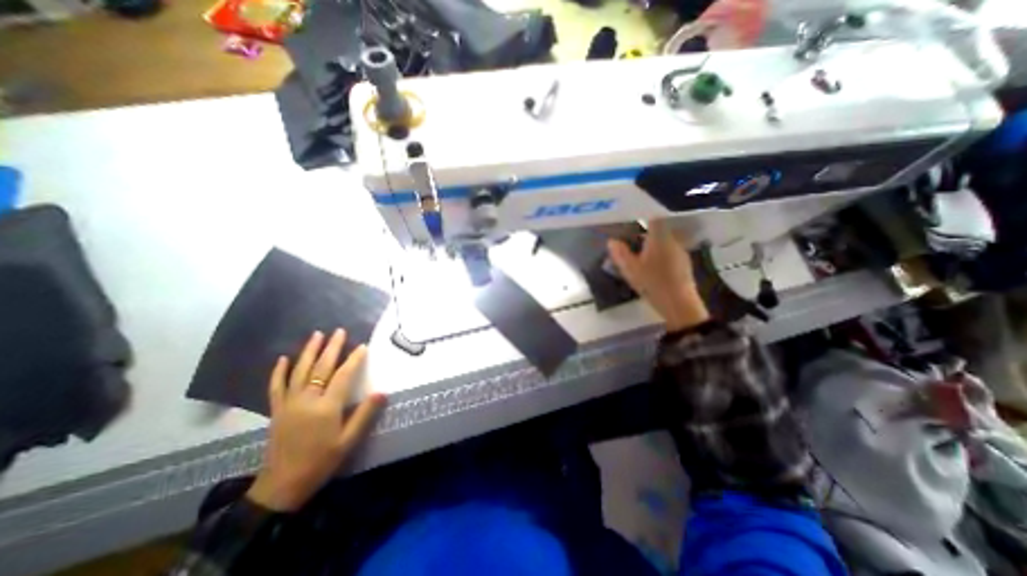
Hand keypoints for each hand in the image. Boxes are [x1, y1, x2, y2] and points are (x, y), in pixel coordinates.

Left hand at [246, 330, 385, 510]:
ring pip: (299, 371)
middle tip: (339, 331)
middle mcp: (307, 400)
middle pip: (321, 368)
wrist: (283, 485)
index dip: (354, 359)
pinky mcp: (277, 410)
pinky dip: (279, 371)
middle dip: (331, 348)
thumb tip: (382, 392)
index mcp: (326, 407)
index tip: (363, 346)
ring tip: (316, 335)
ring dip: (308, 351)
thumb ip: (365, 414)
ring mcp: (289, 403)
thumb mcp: (349, 440)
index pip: (343, 375)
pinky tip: (283, 359)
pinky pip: (277, 386)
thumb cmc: (321, 461)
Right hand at [604, 218, 710, 329]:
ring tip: (637, 248)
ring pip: (663, 239)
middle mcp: (673, 240)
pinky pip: (668, 249)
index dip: (643, 212)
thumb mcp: (631, 270)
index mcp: (659, 238)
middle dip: (644, 229)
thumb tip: (612, 241)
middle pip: (659, 227)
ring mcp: (680, 251)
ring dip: (651, 241)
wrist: (679, 304)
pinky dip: (659, 251)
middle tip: (629, 233)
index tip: (632, 213)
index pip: (654, 216)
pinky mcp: (683, 262)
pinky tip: (650, 262)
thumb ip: (620, 254)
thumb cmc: (653, 284)